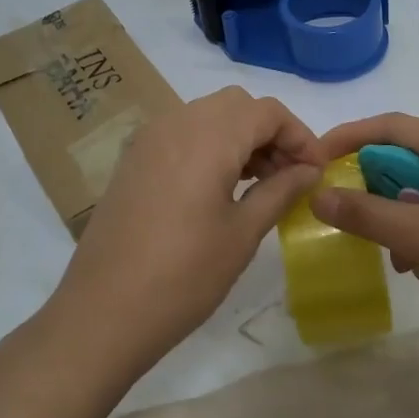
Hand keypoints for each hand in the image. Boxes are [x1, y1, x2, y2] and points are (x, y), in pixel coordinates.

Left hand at [49, 86, 322, 373]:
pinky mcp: (134, 159)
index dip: (299, 135)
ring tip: (259, 183)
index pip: (267, 111)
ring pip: (208, 115)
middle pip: (237, 105)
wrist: (103, 312)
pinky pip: (182, 132)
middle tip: (288, 175)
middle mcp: (176, 123)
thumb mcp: (243, 233)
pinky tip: (219, 186)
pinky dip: (210, 145)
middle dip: (270, 132)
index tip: (315, 172)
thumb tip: (309, 170)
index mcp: (208, 137)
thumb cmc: (184, 275)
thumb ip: (281, 190)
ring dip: (240, 137)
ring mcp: (149, 139)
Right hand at [310, 113, 418, 365]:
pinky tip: (418, 265)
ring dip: (399, 214)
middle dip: (376, 184)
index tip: (315, 158)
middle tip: (348, 212)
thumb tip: (319, 195)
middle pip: (411, 157)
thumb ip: (365, 213)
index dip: (350, 136)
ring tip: (391, 251)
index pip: (394, 126)